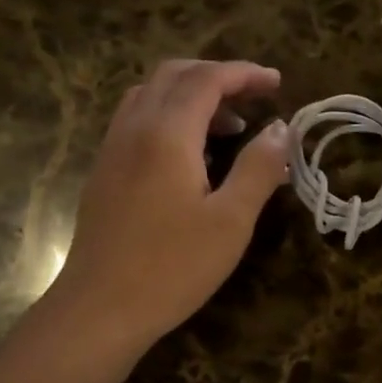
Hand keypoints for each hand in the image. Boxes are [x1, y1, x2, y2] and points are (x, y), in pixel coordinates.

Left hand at [48, 59, 288, 350]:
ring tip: (229, 126)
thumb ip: (258, 168)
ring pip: (150, 95)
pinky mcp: (104, 172)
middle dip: (217, 76)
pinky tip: (190, 154)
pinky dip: (170, 116)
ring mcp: (112, 149)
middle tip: (254, 97)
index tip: (277, 83)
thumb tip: (281, 128)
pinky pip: (137, 121)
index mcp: (166, 134)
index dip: (244, 74)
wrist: (99, 309)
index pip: (207, 79)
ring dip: (191, 95)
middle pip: (174, 75)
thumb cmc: (172, 267)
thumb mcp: (231, 221)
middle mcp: (134, 129)